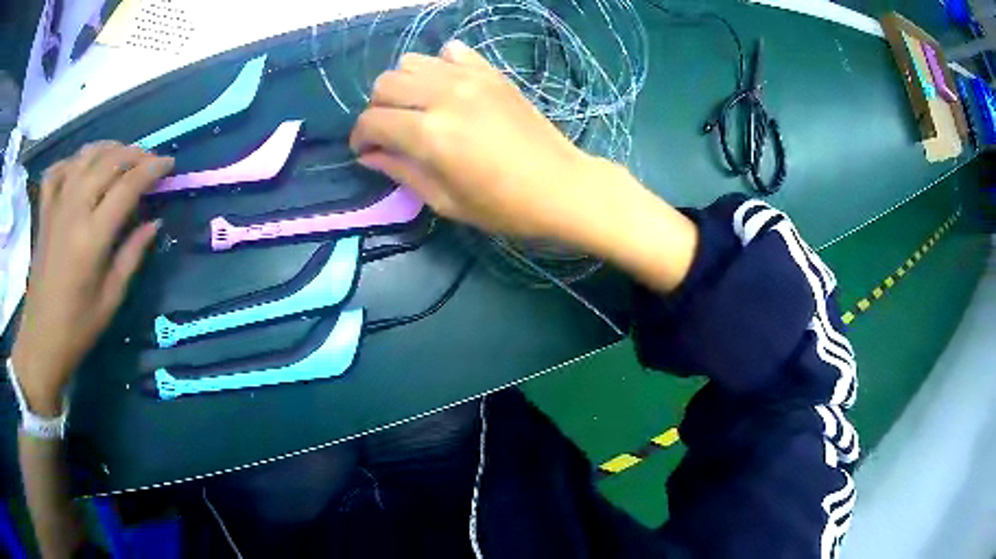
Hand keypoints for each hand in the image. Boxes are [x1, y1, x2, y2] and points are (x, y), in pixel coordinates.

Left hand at [11, 142, 172, 414]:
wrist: (41, 341)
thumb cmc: (77, 328)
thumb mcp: (111, 299)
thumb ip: (132, 255)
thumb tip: (154, 222)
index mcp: (92, 237)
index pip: (128, 185)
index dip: (152, 169)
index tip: (170, 164)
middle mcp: (74, 210)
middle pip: (108, 161)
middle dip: (135, 154)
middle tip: (150, 162)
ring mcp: (55, 207)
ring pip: (85, 156)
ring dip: (108, 149)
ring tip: (121, 156)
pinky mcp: (44, 212)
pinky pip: (57, 171)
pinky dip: (71, 161)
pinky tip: (80, 168)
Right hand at [350, 40, 625, 243]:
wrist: (561, 186)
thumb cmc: (503, 206)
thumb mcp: (444, 200)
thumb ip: (400, 171)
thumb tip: (368, 155)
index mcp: (430, 134)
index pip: (372, 121)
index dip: (360, 137)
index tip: (365, 150)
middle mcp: (444, 95)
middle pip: (385, 83)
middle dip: (377, 109)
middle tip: (390, 131)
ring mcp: (470, 78)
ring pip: (411, 62)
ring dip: (403, 84)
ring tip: (415, 107)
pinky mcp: (490, 72)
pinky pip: (451, 52)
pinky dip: (439, 66)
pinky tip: (446, 87)